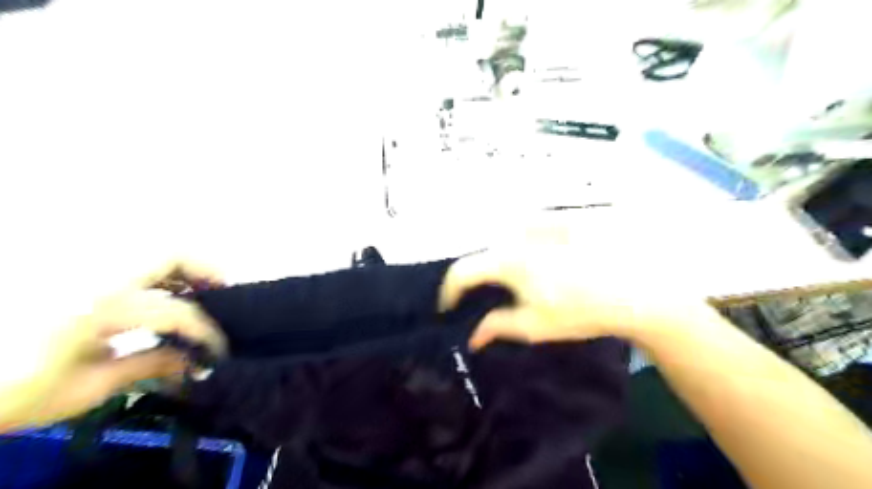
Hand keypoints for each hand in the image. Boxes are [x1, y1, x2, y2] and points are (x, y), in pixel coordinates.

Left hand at [0, 259, 222, 430]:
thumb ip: (149, 366)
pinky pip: (129, 257)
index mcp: (96, 308)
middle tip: (224, 294)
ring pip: (149, 247)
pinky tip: (162, 290)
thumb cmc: (10, 392)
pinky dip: (155, 269)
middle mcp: (92, 275)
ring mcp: (81, 266)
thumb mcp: (84, 390)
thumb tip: (196, 362)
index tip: (220, 349)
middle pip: (170, 252)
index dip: (207, 331)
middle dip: (207, 270)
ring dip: (183, 266)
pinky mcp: (71, 268)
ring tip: (198, 290)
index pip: (176, 311)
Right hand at [441, 246, 710, 348]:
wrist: (639, 288)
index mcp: (508, 261)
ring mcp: (541, 221)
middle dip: (482, 277)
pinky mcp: (561, 217)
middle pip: (485, 253)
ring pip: (507, 238)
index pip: (462, 271)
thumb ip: (497, 327)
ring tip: (524, 279)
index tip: (450, 307)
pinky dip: (527, 244)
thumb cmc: (583, 311)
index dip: (450, 291)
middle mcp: (518, 233)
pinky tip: (548, 261)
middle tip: (492, 297)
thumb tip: (471, 336)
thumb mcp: (536, 326)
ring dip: (505, 258)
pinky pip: (531, 228)